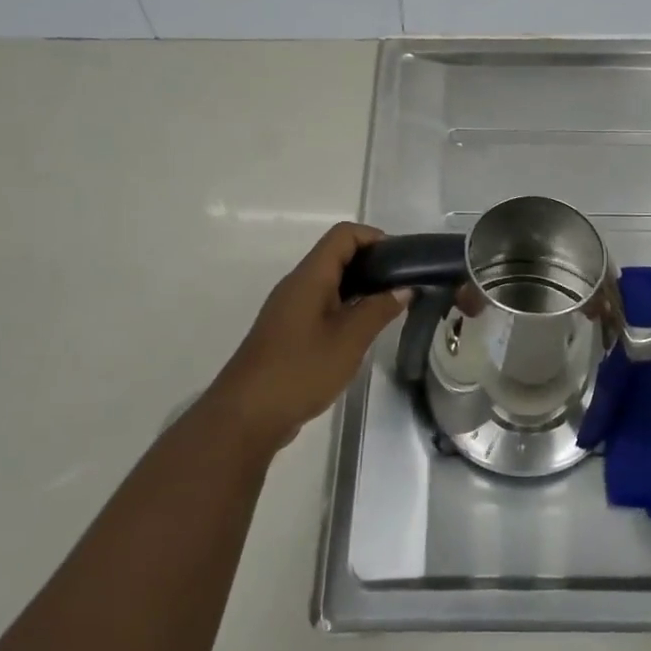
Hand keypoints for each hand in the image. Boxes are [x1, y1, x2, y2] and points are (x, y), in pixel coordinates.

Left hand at [207, 222, 407, 455]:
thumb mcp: (349, 340)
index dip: (374, 237)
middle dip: (372, 263)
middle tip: (402, 285)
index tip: (402, 260)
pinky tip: (361, 332)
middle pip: (336, 255)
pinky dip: (345, 307)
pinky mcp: (287, 331)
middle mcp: (297, 285)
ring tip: (388, 307)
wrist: (246, 416)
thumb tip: (404, 289)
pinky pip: (320, 305)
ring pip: (329, 282)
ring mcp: (289, 309)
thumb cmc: (300, 370)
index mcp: (310, 277)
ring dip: (360, 287)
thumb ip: (378, 310)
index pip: (343, 235)